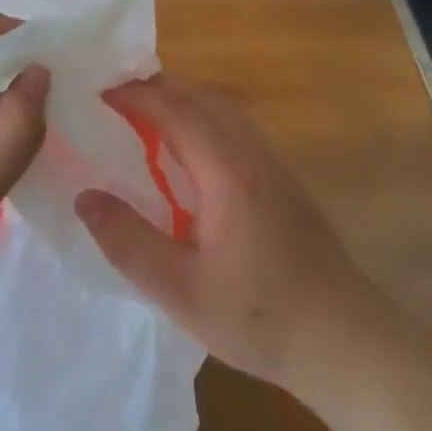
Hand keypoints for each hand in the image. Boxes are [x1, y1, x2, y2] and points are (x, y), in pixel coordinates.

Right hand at [75, 76, 380, 396]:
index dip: (133, 94)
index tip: (95, 93)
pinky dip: (202, 120)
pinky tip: (188, 155)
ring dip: (180, 102)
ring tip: (142, 119)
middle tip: (111, 101)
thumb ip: (128, 242)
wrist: (347, 342)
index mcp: (226, 169)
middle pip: (199, 97)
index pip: (174, 109)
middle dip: (154, 89)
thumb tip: (84, 196)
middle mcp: (251, 152)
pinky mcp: (283, 181)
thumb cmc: (261, 316)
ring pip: (221, 109)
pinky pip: (235, 128)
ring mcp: (273, 164)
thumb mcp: (181, 291)